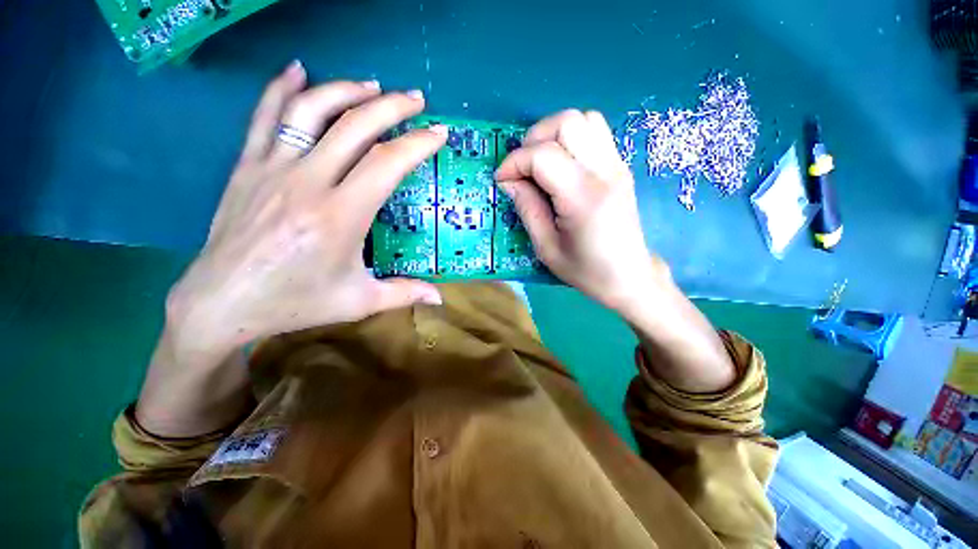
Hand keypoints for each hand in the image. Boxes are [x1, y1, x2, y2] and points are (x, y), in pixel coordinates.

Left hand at [168, 62, 445, 356]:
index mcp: (340, 216)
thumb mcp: (359, 302)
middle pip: (355, 126)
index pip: (386, 164)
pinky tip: (299, 70)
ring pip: (311, 110)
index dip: (417, 144)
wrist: (223, 303)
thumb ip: (404, 293)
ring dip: (346, 91)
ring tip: (373, 86)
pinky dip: (283, 88)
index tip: (438, 134)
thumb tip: (440, 298)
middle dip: (392, 107)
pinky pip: (265, 116)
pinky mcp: (247, 166)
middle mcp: (308, 182)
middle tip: (415, 99)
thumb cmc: (296, 303)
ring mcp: (273, 169)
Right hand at [495, 109, 667, 314]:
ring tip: (541, 162)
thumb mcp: (546, 248)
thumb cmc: (586, 270)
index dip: (514, 162)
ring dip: (554, 134)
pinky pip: (595, 132)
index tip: (501, 180)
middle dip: (534, 139)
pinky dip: (571, 138)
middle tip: (522, 168)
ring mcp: (617, 165)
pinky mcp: (620, 167)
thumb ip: (527, 209)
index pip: (543, 156)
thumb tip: (509, 181)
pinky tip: (562, 165)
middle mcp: (604, 172)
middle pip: (567, 122)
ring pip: (584, 119)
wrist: (630, 277)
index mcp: (583, 198)